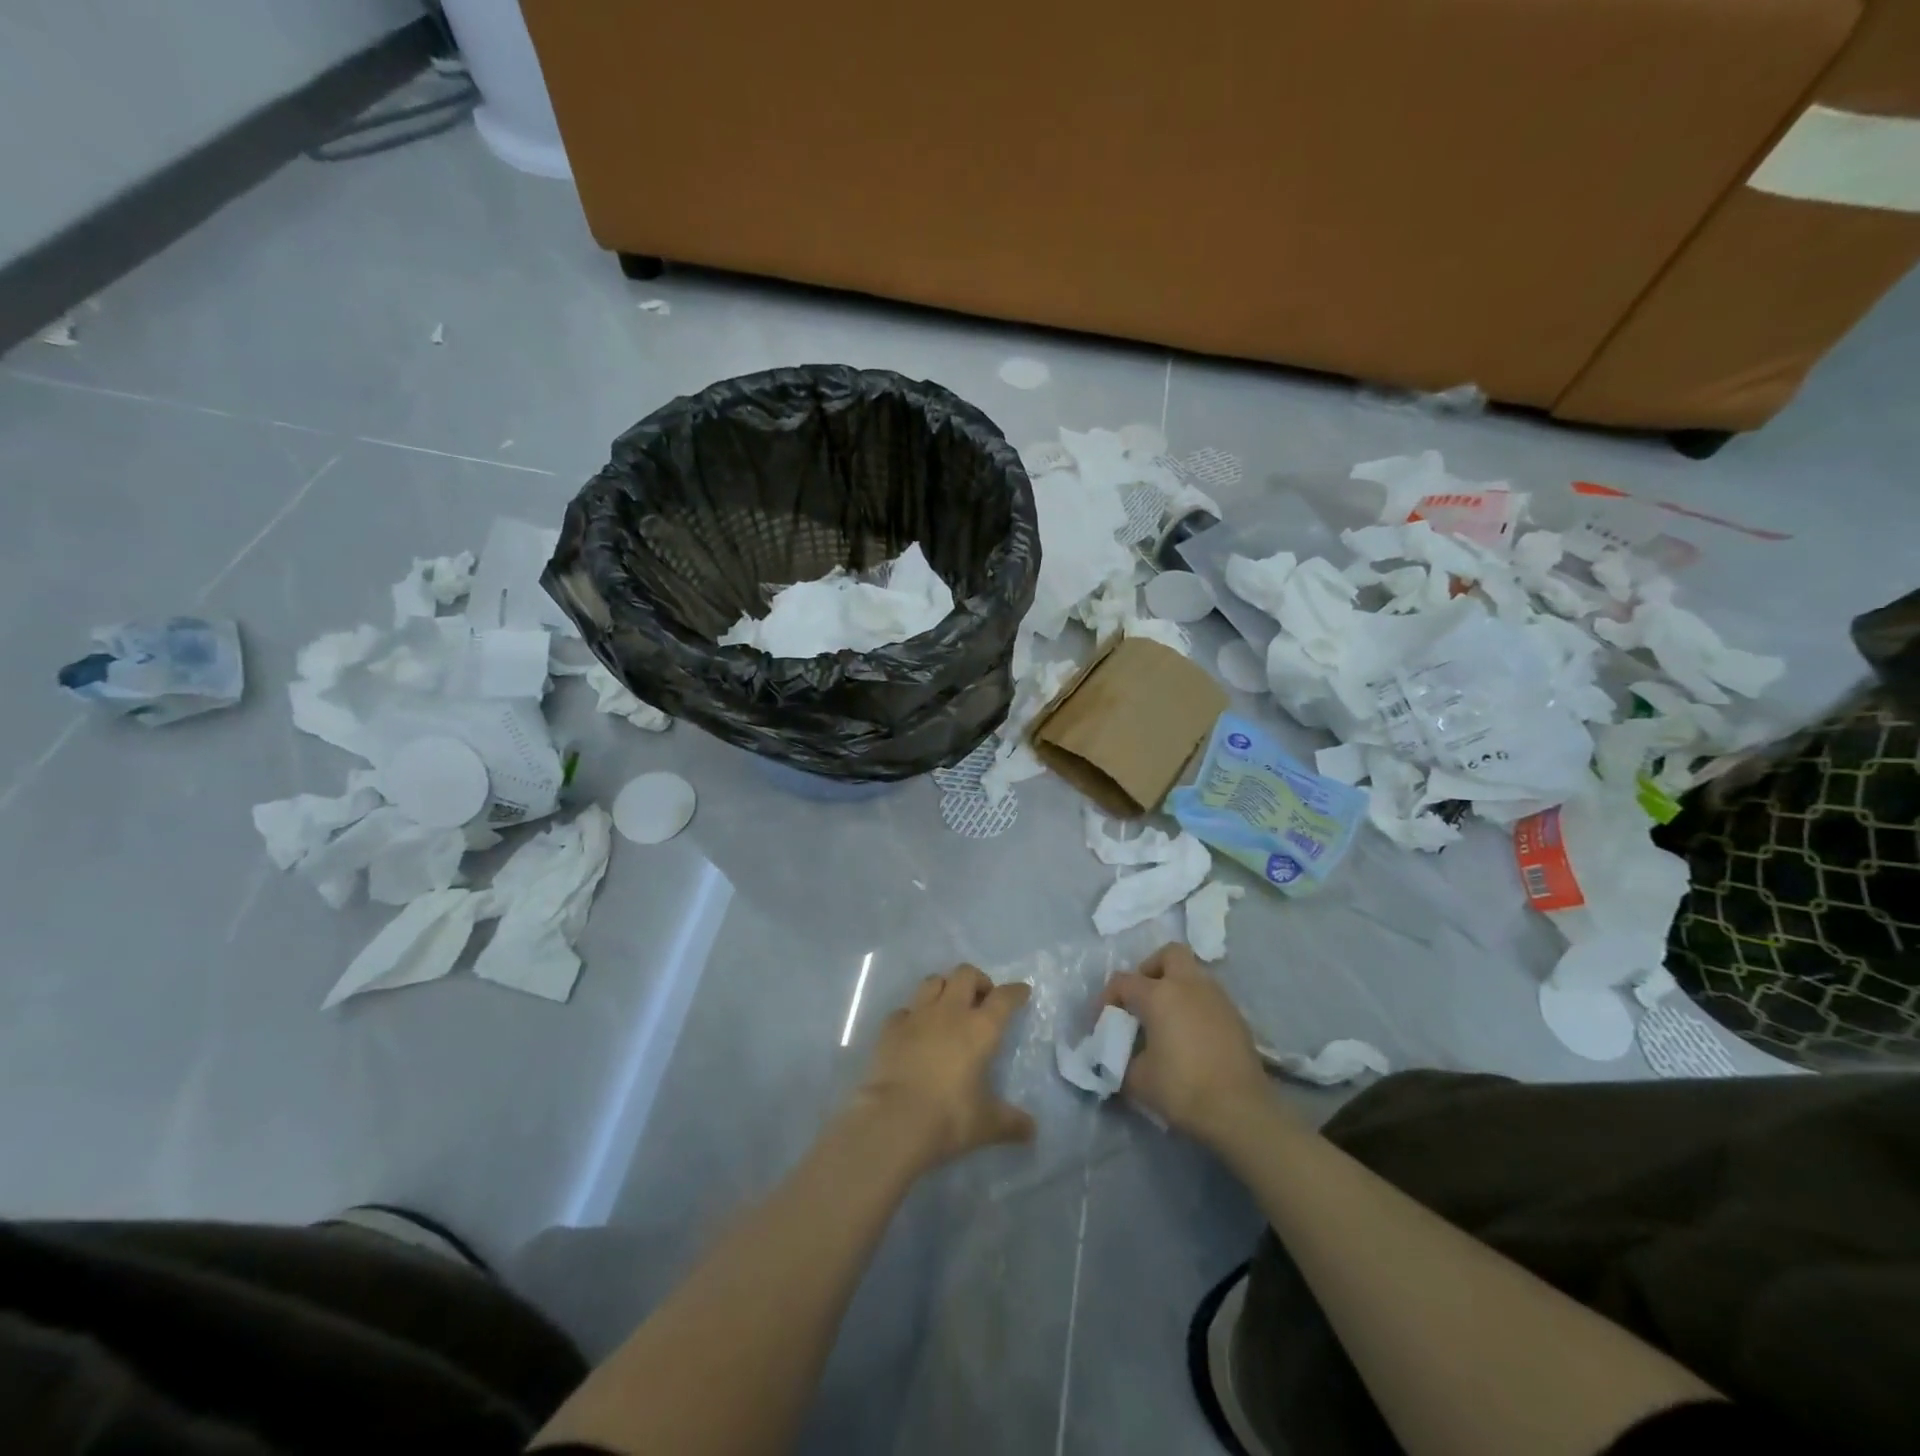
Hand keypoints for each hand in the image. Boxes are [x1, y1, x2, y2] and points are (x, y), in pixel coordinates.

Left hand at [851, 964, 1034, 1172]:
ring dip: (945, 987)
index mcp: (980, 1029)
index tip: (1021, 992)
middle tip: (982, 1000)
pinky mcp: (890, 1027)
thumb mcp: (986, 1124)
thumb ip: (1011, 1123)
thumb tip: (1032, 1130)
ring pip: (933, 981)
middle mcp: (950, 1012)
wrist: (894, 1120)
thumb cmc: (948, 1118)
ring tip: (949, 1006)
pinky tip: (915, 1031)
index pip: (1004, 998)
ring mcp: (917, 1015)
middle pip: (966, 974)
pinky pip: (905, 1009)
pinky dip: (913, 1015)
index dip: (1015, 991)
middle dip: (978, 980)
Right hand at [1103, 944, 1269, 1142]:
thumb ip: (1120, 1060)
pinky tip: (1191, 1036)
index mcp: (1159, 994)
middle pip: (1169, 954)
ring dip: (1176, 988)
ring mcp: (1217, 998)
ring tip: (1166, 1020)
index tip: (1102, 1021)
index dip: (1107, 997)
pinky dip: (1195, 1006)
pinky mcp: (1236, 1017)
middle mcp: (1189, 985)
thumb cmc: (1182, 1089)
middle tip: (1142, 998)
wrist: (1241, 1112)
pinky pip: (1209, 998)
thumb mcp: (1137, 1080)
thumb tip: (1117, 1057)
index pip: (1123, 981)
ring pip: (1193, 975)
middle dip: (1151, 969)